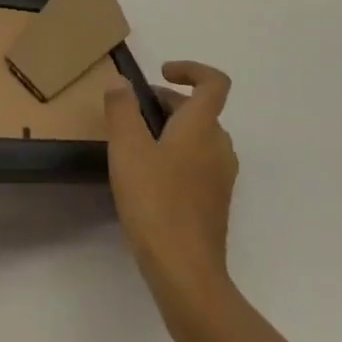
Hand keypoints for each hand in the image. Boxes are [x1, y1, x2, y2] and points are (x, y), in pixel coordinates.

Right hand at [106, 62, 238, 306]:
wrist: (186, 272)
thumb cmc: (155, 202)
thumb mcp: (127, 149)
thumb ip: (122, 109)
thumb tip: (121, 82)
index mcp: (202, 127)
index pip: (213, 82)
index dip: (191, 69)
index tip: (162, 73)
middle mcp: (218, 146)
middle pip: (202, 110)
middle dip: (169, 102)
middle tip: (134, 111)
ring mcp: (221, 177)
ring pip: (200, 138)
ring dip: (173, 129)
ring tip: (138, 144)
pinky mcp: (215, 203)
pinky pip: (199, 163)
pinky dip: (178, 156)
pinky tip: (150, 178)